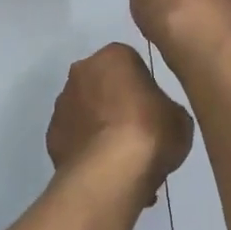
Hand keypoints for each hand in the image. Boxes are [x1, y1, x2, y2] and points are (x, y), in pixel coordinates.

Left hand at [45, 43, 194, 201]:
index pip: (131, 62)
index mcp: (114, 55)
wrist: (110, 174)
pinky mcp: (50, 136)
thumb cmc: (150, 132)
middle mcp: (81, 71)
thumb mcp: (180, 117)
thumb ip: (166, 108)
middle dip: (116, 102)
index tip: (153, 108)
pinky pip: (74, 137)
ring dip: (99, 125)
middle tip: (138, 130)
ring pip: (85, 110)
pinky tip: (103, 168)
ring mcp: (62, 104)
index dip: (143, 86)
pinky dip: (86, 147)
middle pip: (103, 83)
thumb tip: (158, 116)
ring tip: (120, 156)